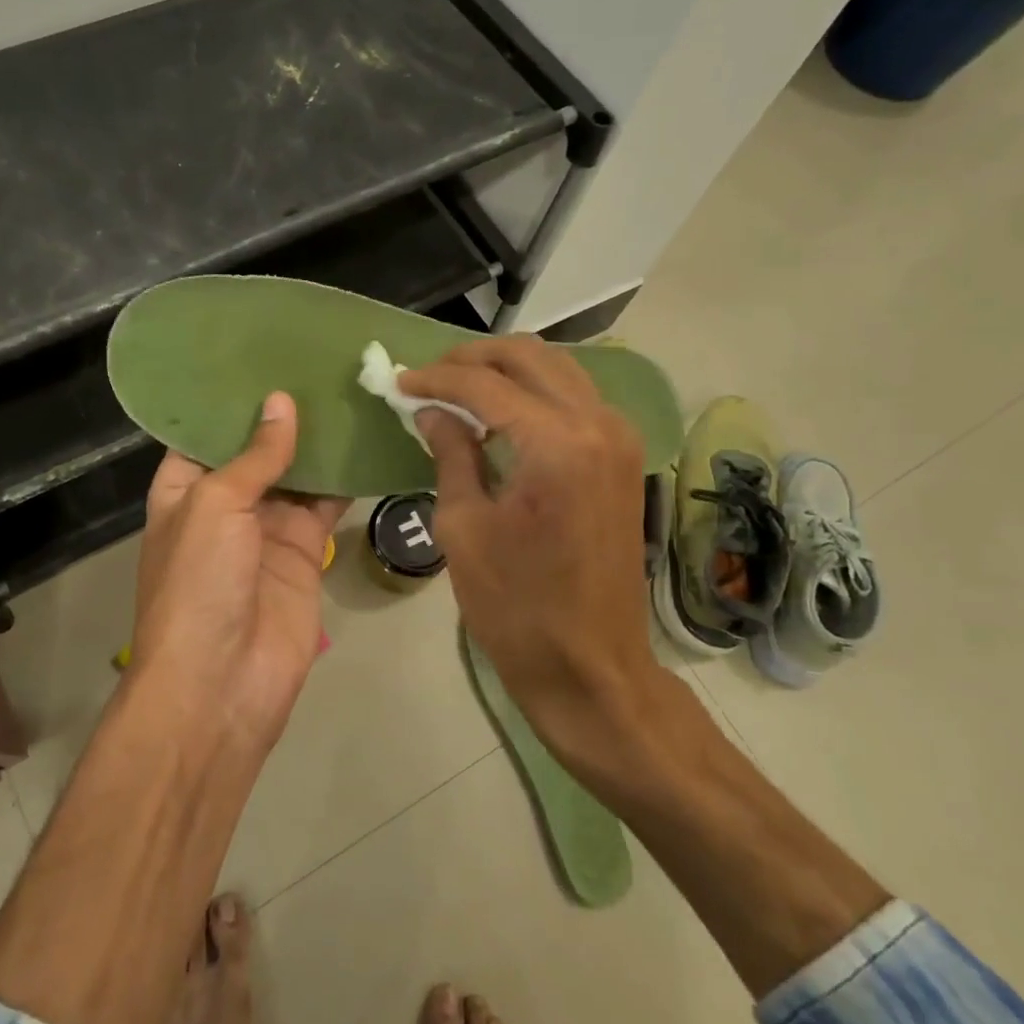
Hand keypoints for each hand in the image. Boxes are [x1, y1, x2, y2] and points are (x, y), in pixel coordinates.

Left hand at [131, 391, 349, 750]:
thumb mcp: (215, 506)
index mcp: (184, 488)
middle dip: (284, 413)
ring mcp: (267, 528)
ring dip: (319, 441)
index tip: (266, 352)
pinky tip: (367, 440)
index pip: (206, 430)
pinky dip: (345, 479)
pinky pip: (327, 505)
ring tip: (349, 388)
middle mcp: (225, 503)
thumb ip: (255, 456)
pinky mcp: (305, 552)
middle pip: (258, 448)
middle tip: (320, 361)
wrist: (221, 684)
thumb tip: (280, 402)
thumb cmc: (199, 584)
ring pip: (297, 473)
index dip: (234, 396)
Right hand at [400, 337, 662, 756]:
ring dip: (506, 370)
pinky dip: (534, 392)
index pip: (486, 384)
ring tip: (458, 390)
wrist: (591, 667)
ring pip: (558, 369)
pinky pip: (575, 398)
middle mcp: (598, 424)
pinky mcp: (624, 456)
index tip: (399, 382)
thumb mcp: (464, 527)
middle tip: (429, 378)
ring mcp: (620, 437)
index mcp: (557, 443)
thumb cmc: (516, 607)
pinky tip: (500, 415)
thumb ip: (450, 454)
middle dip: (473, 359)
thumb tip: (431, 410)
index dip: (436, 379)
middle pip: (530, 356)